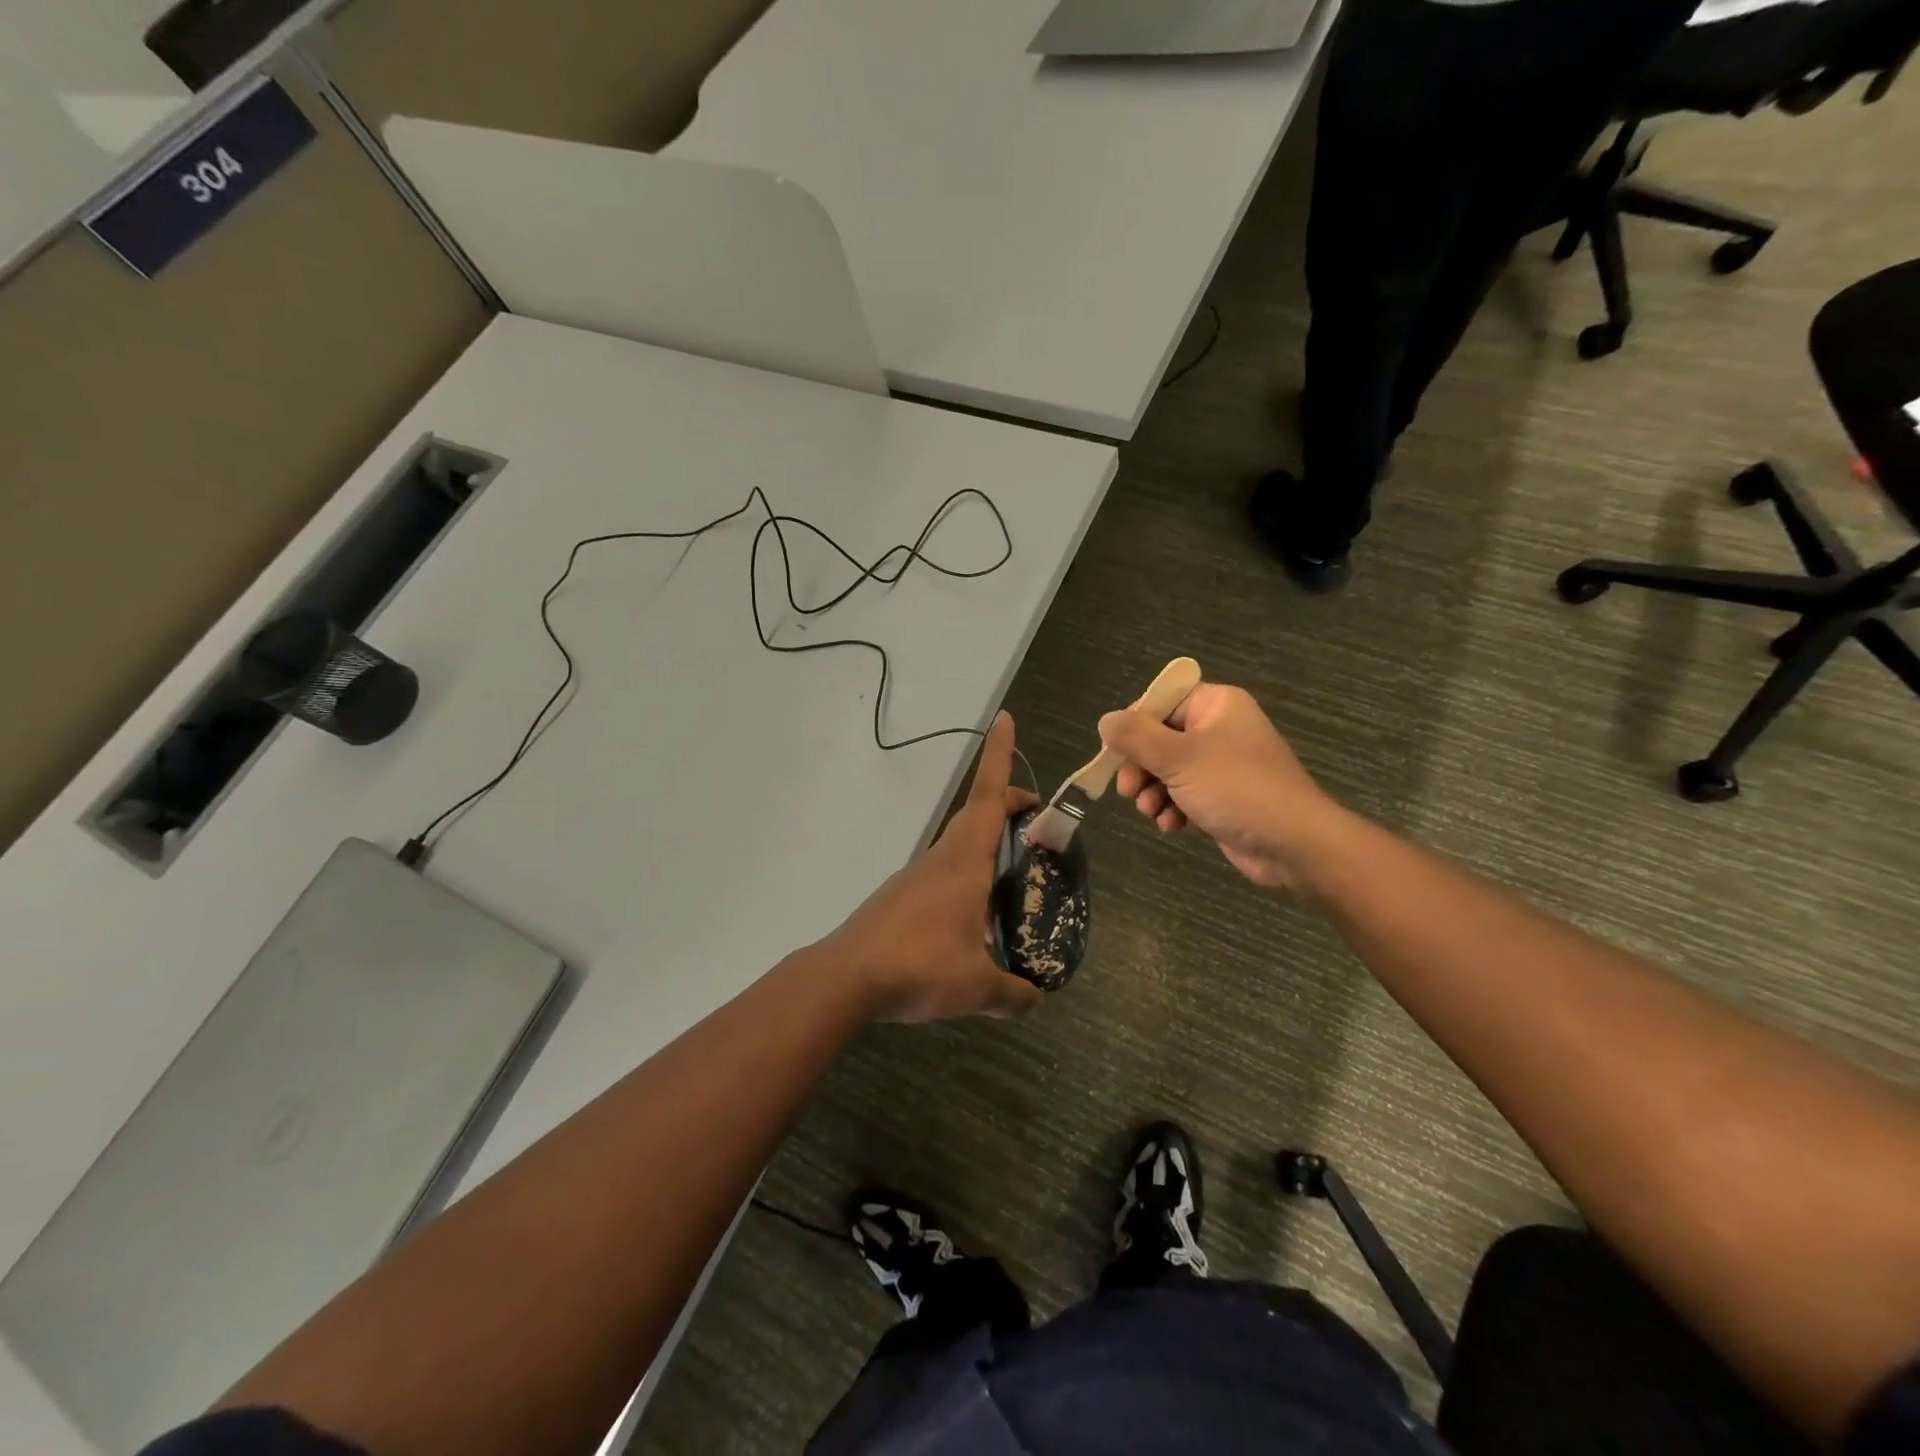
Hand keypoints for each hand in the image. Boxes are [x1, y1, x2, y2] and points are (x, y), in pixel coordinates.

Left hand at [822, 712, 1044, 1022]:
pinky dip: (965, 878)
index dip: (999, 755)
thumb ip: (1012, 994)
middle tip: (1036, 822)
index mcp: (964, 862)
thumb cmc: (919, 966)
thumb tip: (1036, 1000)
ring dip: (985, 846)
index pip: (988, 797)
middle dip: (1006, 807)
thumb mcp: (977, 987)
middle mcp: (940, 859)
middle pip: (975, 817)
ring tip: (1013, 878)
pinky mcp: (900, 899)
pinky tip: (972, 920)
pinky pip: (942, 875)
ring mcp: (916, 877)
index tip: (1004, 718)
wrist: (846, 978)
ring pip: (958, 847)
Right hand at [1100, 684, 1343, 890]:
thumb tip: (1106, 721)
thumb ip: (1136, 737)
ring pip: (1169, 770)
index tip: (1114, 753)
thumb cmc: (1235, 788)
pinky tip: (1172, 826)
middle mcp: (1219, 728)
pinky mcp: (1224, 796)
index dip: (1133, 726)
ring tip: (1151, 812)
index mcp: (1215, 705)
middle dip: (1140, 767)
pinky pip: (1185, 794)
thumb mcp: (1177, 757)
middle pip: (1160, 738)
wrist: (1292, 843)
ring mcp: (1223, 764)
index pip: (1161, 702)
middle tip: (1127, 790)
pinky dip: (1173, 808)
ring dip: (1153, 792)